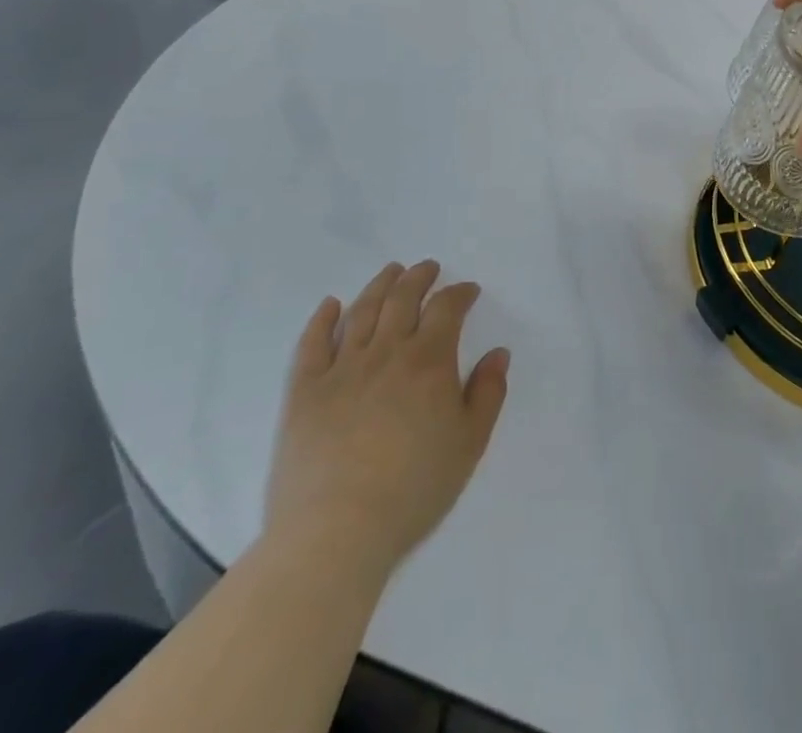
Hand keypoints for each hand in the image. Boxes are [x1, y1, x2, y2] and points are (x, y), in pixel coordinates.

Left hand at [265, 262, 509, 576]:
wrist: (336, 533)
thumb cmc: (414, 489)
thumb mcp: (470, 443)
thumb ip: (488, 393)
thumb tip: (497, 354)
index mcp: (429, 361)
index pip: (447, 308)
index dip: (460, 293)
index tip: (468, 291)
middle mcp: (386, 352)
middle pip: (403, 298)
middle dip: (419, 277)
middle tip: (428, 268)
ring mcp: (341, 370)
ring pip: (362, 312)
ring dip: (379, 285)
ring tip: (391, 272)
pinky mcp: (304, 393)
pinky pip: (312, 345)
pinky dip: (322, 319)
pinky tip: (331, 305)